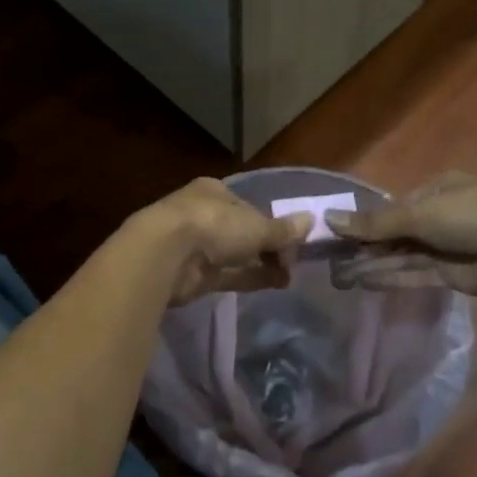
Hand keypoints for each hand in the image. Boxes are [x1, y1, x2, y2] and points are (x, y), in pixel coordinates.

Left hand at [136, 178, 312, 305]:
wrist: (166, 255)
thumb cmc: (213, 225)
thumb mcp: (256, 225)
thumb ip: (283, 229)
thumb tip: (310, 221)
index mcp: (214, 192)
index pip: (248, 206)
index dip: (271, 224)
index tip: (292, 241)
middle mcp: (203, 215)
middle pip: (242, 231)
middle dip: (268, 247)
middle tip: (292, 263)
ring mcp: (195, 246)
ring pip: (236, 254)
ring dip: (262, 264)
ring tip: (289, 277)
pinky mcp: (192, 274)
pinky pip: (228, 275)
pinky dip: (250, 278)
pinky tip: (274, 284)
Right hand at [327, 172, 476, 298]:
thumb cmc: (473, 213)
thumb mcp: (419, 213)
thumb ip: (375, 223)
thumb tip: (328, 218)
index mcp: (433, 191)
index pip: (390, 209)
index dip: (363, 224)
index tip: (335, 237)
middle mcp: (437, 218)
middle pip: (394, 235)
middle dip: (365, 247)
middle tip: (330, 262)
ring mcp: (446, 248)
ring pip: (402, 256)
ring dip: (374, 264)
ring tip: (341, 275)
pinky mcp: (452, 275)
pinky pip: (416, 274)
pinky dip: (392, 277)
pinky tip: (366, 281)